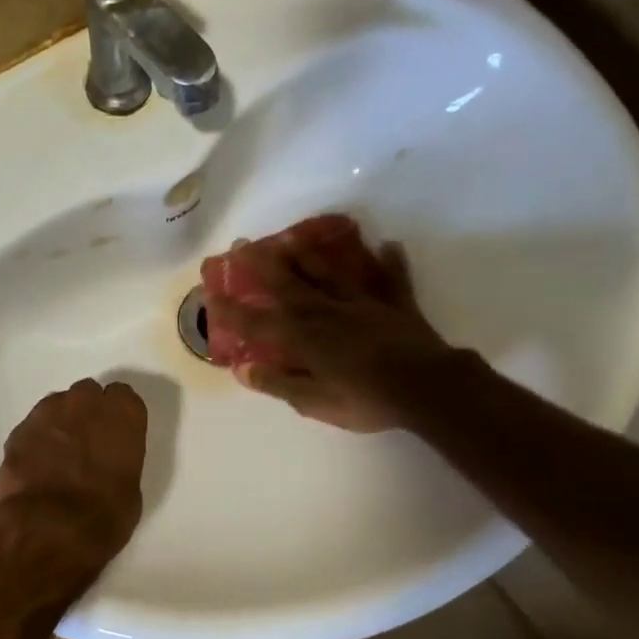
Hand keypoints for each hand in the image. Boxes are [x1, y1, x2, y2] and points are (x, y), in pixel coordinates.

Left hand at [0, 378, 147, 582]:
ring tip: (58, 455)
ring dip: (60, 423)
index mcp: (122, 415)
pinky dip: (36, 441)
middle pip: (87, 394)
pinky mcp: (18, 431)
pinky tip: (36, 467)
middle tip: (87, 443)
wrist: (48, 530)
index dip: (118, 415)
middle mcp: (85, 403)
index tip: (115, 433)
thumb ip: (119, 461)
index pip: (123, 396)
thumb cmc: (104, 517)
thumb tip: (106, 463)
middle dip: (87, 412)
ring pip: (57, 406)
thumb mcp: (130, 489)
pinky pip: (32, 427)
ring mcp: (47, 413)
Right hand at [204, 234, 455, 431]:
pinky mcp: (396, 304)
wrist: (427, 388)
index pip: (259, 323)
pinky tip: (386, 244)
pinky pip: (390, 278)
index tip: (211, 295)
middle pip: (290, 284)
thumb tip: (243, 369)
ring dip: (311, 254)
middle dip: (263, 266)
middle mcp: (328, 312)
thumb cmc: (366, 400)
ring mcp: (364, 304)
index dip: (233, 311)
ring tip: (292, 236)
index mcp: (305, 338)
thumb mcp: (315, 402)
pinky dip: (388, 262)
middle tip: (243, 245)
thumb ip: (279, 383)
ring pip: (332, 272)